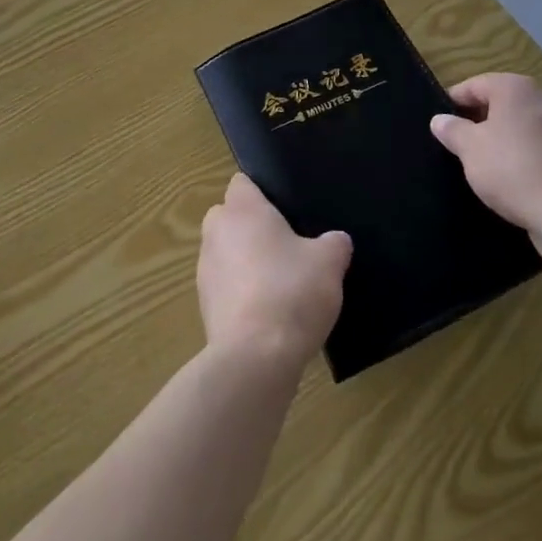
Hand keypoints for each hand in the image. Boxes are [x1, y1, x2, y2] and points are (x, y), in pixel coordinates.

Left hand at [198, 174, 350, 368]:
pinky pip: (225, 286)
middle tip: (288, 245)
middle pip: (231, 217)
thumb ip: (335, 244)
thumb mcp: (329, 263)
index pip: (242, 183)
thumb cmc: (291, 291)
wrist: (255, 357)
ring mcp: (205, 268)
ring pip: (226, 252)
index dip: (263, 193)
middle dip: (253, 227)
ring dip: (246, 262)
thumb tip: (337, 240)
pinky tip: (269, 313)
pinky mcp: (204, 305)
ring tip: (281, 284)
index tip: (286, 211)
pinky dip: (242, 293)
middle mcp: (216, 230)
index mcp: (241, 208)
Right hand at [431, 74, 541, 237]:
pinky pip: (538, 147)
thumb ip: (452, 130)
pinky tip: (511, 179)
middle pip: (499, 103)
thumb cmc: (512, 169)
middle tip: (457, 144)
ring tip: (482, 164)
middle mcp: (541, 98)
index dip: (453, 102)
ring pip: (519, 126)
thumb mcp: (470, 148)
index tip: (440, 123)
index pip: (474, 85)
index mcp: (514, 88)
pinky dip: (522, 156)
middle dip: (478, 121)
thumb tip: (439, 119)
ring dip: (501, 139)